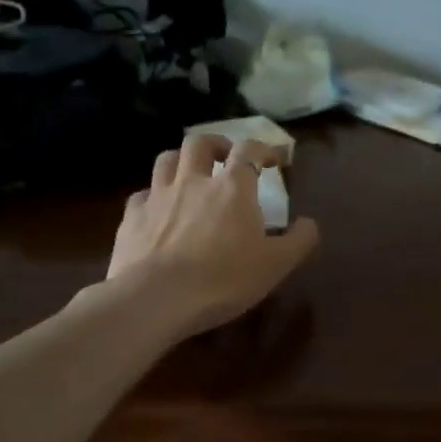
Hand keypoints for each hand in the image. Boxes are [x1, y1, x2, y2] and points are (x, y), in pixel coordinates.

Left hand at [108, 135, 318, 337]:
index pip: (249, 150)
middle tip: (226, 158)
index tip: (273, 159)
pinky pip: (141, 194)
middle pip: (200, 143)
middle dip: (217, 144)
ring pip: (167, 159)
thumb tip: (309, 223)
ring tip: (190, 175)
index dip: (263, 148)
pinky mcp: (131, 217)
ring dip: (181, 161)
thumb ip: (299, 241)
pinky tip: (157, 210)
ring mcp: (158, 196)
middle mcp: (193, 181)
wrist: (155, 299)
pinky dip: (153, 196)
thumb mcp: (275, 265)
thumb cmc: (223, 280)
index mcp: (233, 188)